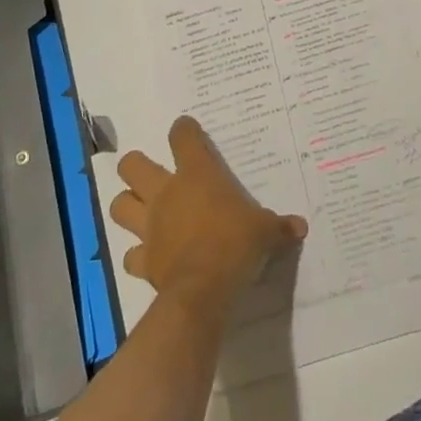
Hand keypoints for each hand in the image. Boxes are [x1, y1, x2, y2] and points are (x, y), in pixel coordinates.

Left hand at [111, 116, 307, 314]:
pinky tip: (149, 257)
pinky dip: (136, 255)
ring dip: (128, 205)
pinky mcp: (143, 260)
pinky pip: (130, 255)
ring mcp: (150, 226)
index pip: (182, 137)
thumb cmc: (235, 244)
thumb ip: (279, 226)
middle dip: (136, 166)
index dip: (184, 129)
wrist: (203, 290)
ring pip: (119, 205)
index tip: (187, 129)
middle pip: (132, 165)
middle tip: (152, 174)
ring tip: (142, 211)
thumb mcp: (265, 231)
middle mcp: (166, 193)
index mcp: (196, 174)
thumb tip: (301, 226)